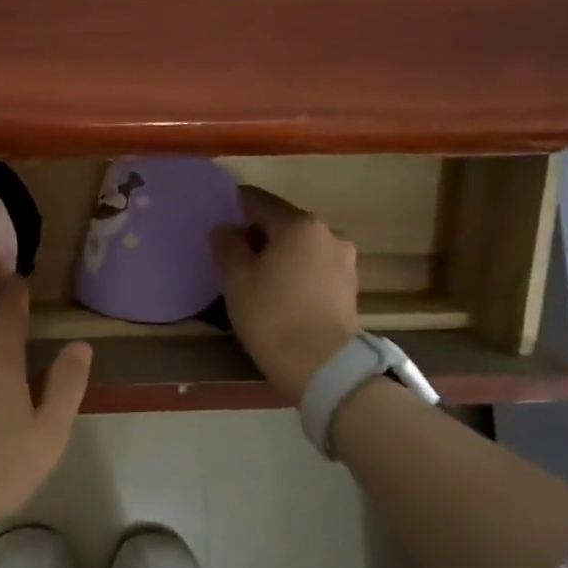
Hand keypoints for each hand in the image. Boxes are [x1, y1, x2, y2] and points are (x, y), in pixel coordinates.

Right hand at [210, 186, 360, 397]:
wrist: (323, 365)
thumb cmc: (273, 315)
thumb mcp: (236, 279)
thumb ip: (227, 245)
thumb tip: (225, 229)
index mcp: (298, 224)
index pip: (259, 201)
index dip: (235, 205)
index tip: (218, 215)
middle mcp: (327, 232)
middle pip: (283, 223)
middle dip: (259, 233)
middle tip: (234, 253)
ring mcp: (344, 259)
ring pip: (301, 247)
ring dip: (280, 254)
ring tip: (258, 277)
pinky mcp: (349, 286)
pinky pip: (314, 268)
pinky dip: (296, 272)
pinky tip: (281, 292)